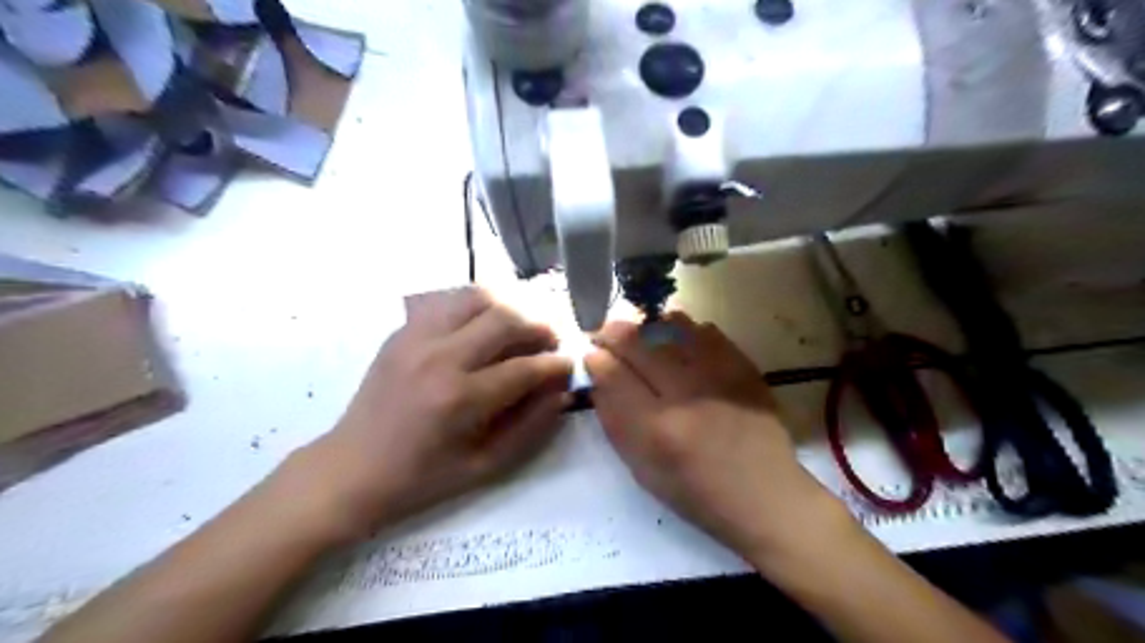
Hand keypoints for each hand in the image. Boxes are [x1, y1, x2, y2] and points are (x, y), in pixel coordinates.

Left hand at [293, 286, 573, 536]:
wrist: (352, 468)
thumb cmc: (422, 477)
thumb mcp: (485, 466)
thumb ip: (531, 427)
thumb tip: (562, 391)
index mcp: (461, 399)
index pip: (525, 367)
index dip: (556, 365)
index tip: (569, 366)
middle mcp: (440, 357)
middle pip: (505, 318)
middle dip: (539, 326)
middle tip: (550, 341)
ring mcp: (417, 338)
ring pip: (477, 297)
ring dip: (508, 307)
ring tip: (520, 327)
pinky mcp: (403, 331)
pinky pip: (448, 301)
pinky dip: (475, 305)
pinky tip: (483, 325)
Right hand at [591, 313, 847, 564]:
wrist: (764, 495)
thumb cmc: (695, 491)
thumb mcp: (641, 468)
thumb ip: (614, 419)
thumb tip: (598, 372)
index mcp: (657, 429)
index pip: (613, 374)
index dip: (596, 357)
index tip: (592, 354)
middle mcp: (686, 395)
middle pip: (639, 341)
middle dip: (615, 331)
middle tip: (607, 332)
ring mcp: (719, 376)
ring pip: (672, 326)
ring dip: (648, 326)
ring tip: (642, 336)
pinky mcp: (744, 367)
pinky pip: (705, 330)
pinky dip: (684, 330)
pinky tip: (678, 342)